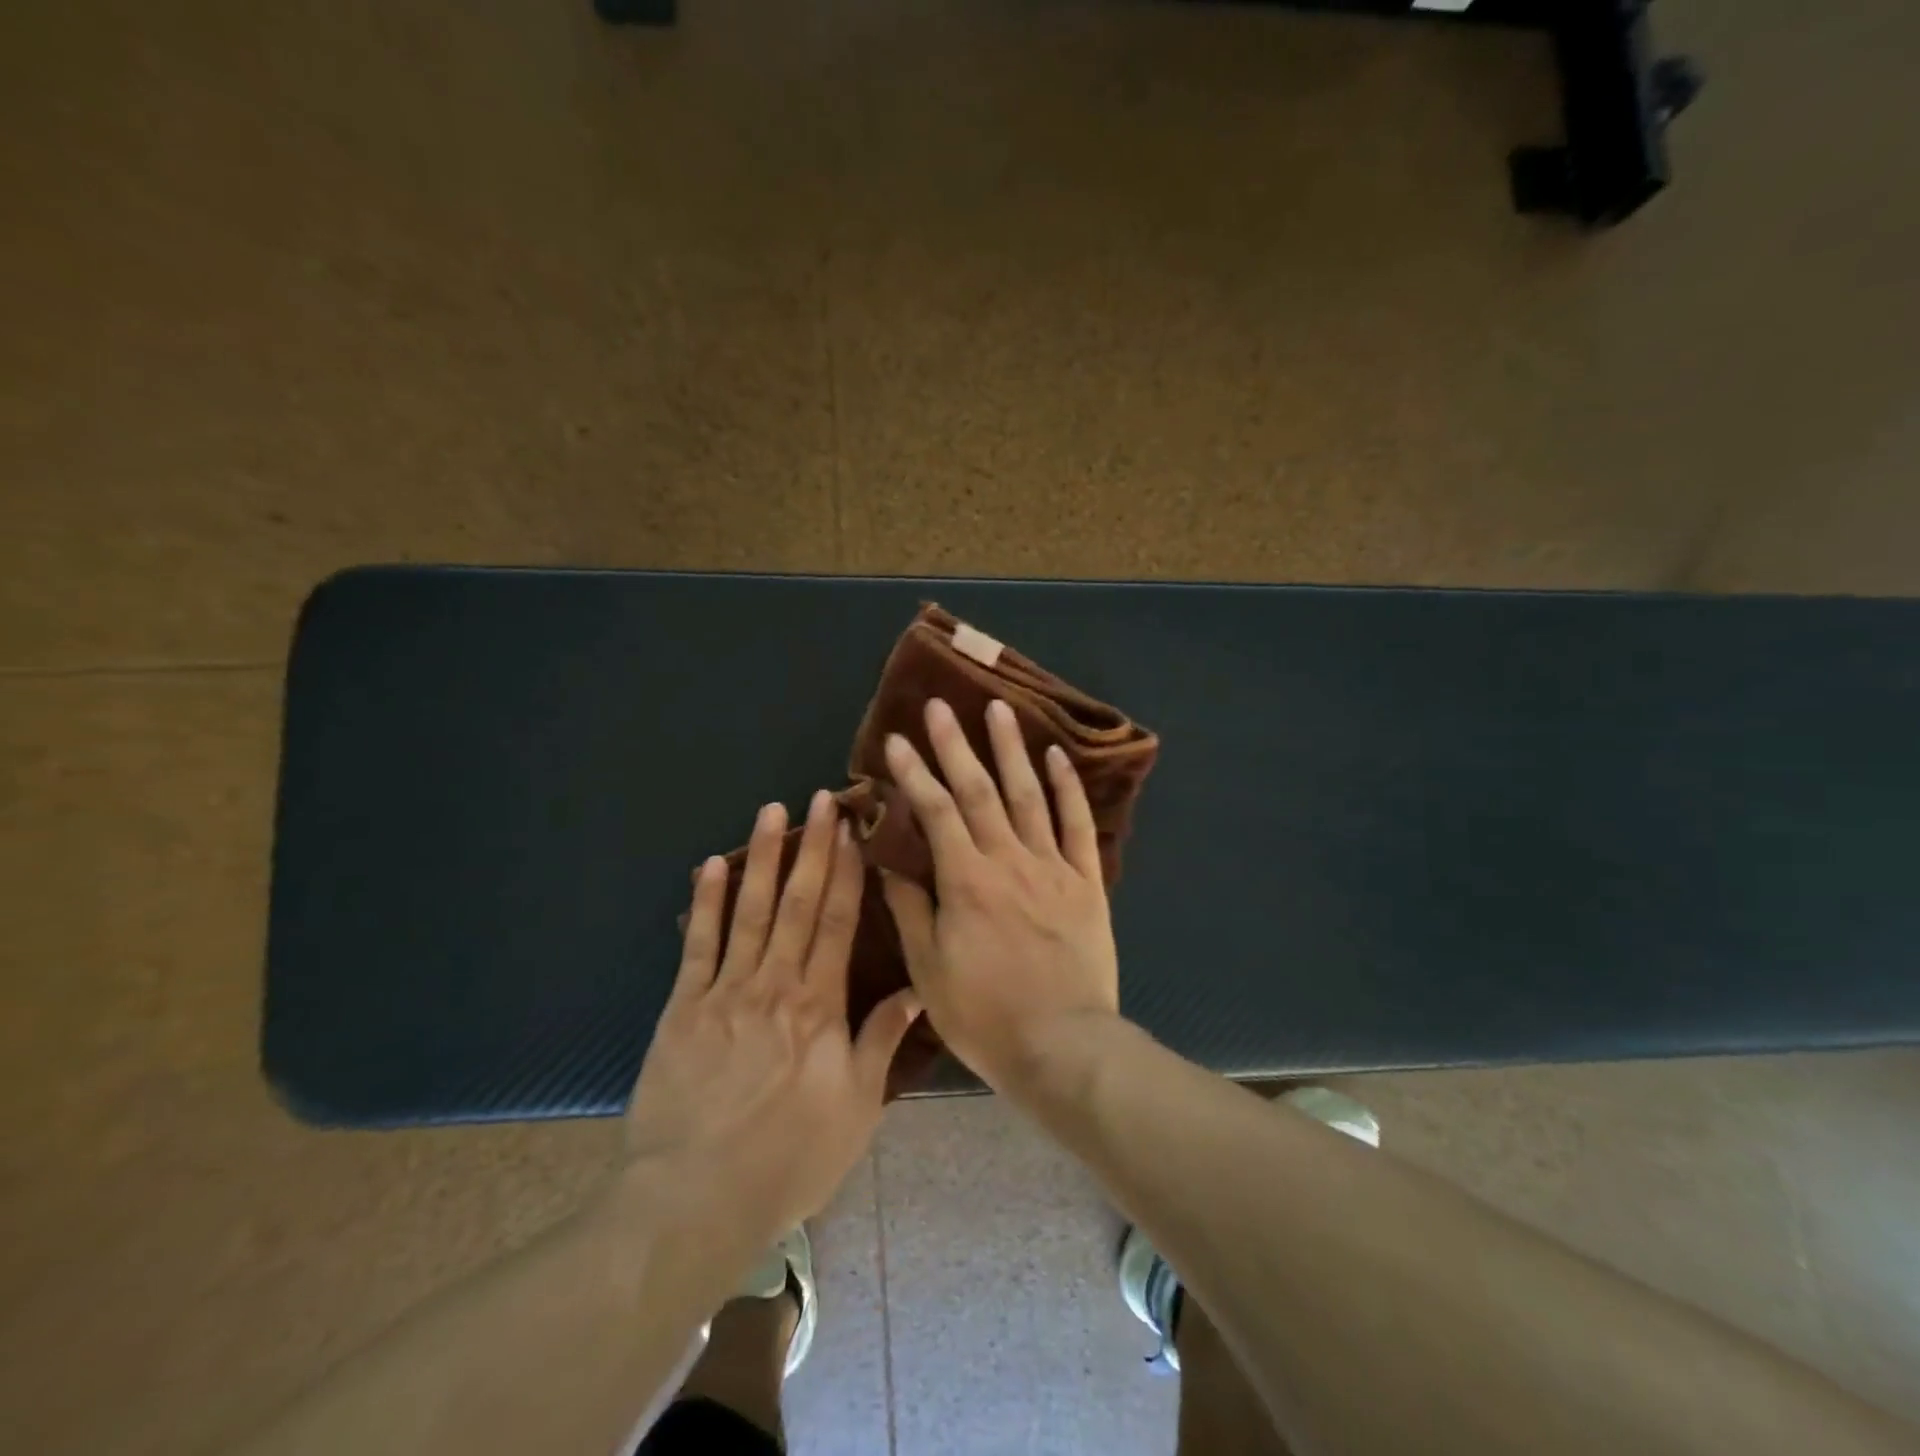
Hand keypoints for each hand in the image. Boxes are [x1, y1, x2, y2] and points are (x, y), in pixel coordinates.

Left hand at [623, 790, 921, 1250]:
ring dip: (763, 857)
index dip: (848, 873)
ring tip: (772, 811)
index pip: (839, 923)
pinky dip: (706, 901)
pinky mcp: (683, 1007)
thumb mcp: (856, 1109)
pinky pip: (697, 943)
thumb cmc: (788, 1159)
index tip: (854, 831)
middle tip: (821, 799)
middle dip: (813, 848)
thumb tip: (916, 989)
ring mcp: (726, 990)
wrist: (695, 1201)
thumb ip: (881, 1041)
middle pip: (799, 903)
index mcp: (820, 1006)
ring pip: (749, 909)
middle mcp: (776, 984)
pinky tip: (713, 864)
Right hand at [880, 697, 1119, 1090]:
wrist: (1062, 1046)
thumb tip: (889, 863)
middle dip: (956, 744)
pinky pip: (1077, 825)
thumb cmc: (986, 1015)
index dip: (914, 773)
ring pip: (1029, 795)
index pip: (934, 811)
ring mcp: (1052, 866)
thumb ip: (910, 910)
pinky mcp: (1086, 881)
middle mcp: (1009, 859)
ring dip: (1011, 750)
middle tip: (941, 705)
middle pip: (979, 790)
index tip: (897, 739)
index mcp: (966, 880)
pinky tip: (1057, 756)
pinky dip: (1068, 787)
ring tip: (999, 710)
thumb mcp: (930, 970)